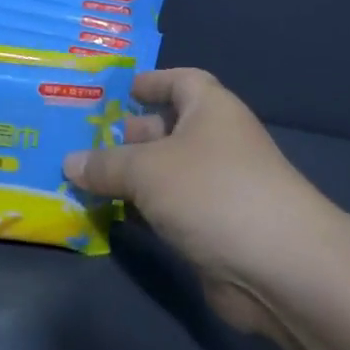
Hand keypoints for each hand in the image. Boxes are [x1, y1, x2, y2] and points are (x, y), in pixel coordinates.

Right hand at [63, 69, 349, 332]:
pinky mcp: (212, 229)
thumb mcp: (146, 169)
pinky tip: (106, 214)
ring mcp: (216, 189)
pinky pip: (167, 211)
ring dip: (128, 177)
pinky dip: (140, 211)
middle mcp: (216, 143)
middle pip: (167, 128)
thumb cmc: (211, 193)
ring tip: (81, 177)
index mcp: (210, 110)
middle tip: (81, 139)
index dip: (152, 81)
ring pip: (164, 174)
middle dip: (128, 134)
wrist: (279, 268)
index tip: (119, 90)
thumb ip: (105, 164)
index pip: (181, 81)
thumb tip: (70, 162)